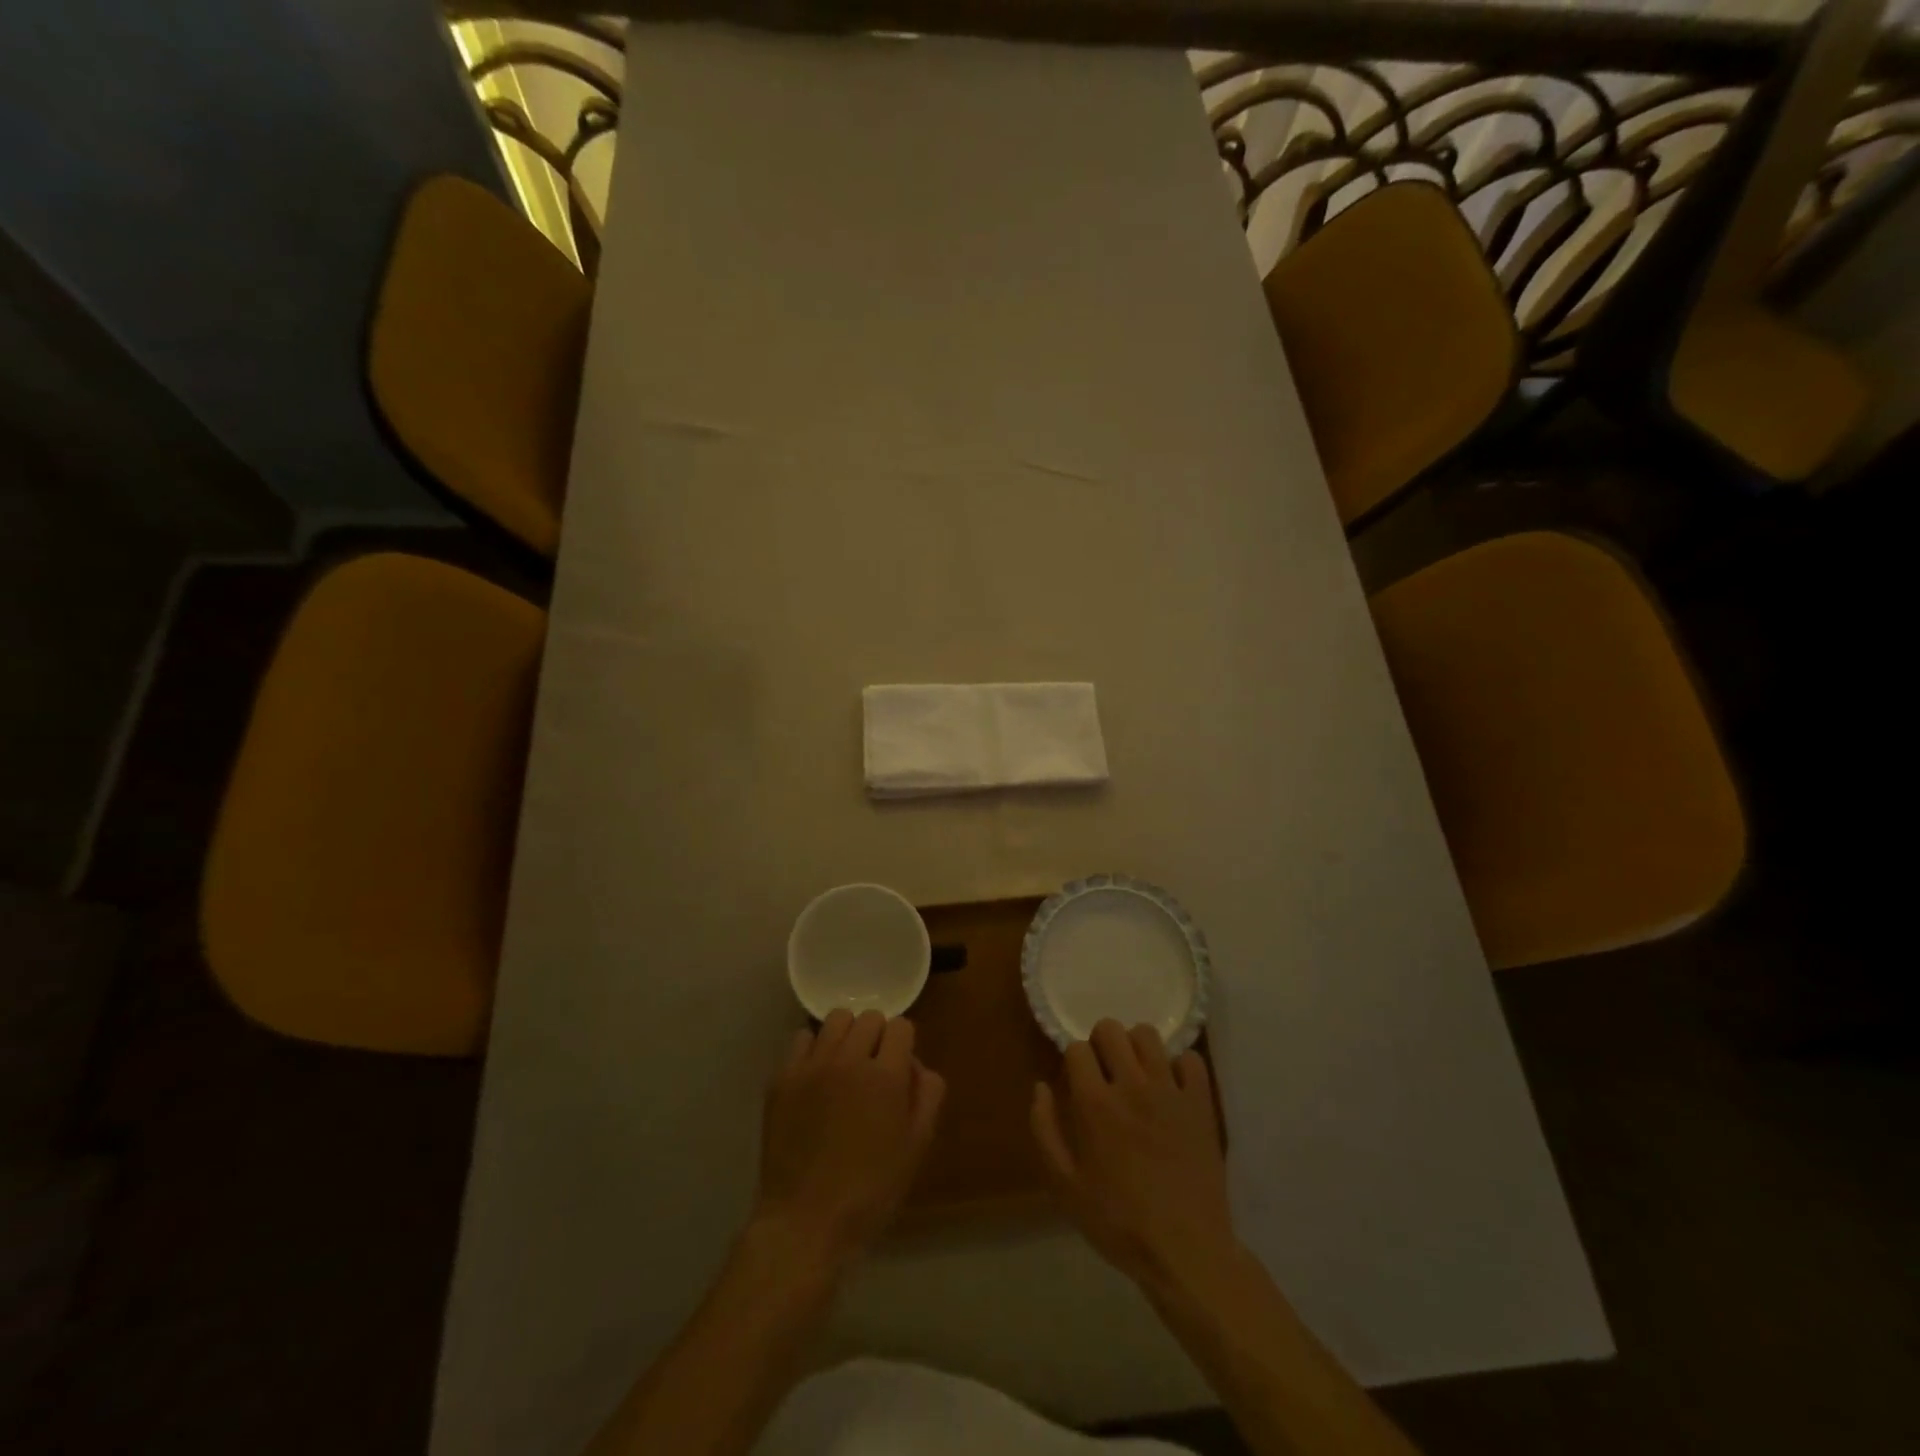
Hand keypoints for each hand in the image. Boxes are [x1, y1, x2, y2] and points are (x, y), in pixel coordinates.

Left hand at [753, 1009, 944, 1266]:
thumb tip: (915, 1064)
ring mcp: (812, 1066)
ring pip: (835, 1020)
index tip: (899, 1069)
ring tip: (844, 1065)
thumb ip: (927, 1094)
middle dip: (877, 1037)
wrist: (805, 1221)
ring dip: (846, 1035)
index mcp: (886, 1076)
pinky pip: (802, 1039)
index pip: (901, 1026)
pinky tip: (817, 1077)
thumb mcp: (916, 1146)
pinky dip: (814, 1049)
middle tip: (873, 1069)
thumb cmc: (870, 1190)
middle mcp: (849, 1059)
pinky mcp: (783, 1078)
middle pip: (869, 1017)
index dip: (903, 1045)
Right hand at [1031, 1019, 1235, 1292]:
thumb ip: (1045, 1129)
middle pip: (1111, 1029)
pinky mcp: (1200, 1103)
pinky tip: (1172, 1088)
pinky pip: (1191, 1059)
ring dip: (1136, 1047)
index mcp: (1095, 1104)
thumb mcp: (1065, 1185)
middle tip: (1105, 1072)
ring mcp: (1170, 1091)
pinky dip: (1179, 1066)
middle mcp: (1131, 1086)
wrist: (1186, 1251)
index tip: (1077, 1082)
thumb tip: (1041, 1086)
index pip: (1077, 1048)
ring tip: (1137, 1074)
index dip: (1073, 1061)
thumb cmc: (1118, 1222)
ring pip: (1148, 1035)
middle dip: (1101, 1043)